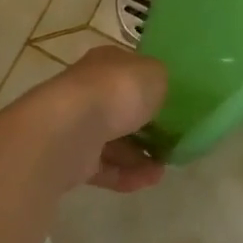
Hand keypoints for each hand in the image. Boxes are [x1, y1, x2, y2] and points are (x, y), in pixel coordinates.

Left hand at [8, 45, 168, 193]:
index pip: (131, 70)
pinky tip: (150, 180)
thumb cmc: (117, 91)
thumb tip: (160, 91)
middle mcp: (90, 89)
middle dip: (147, 125)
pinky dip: (127, 174)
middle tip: (172, 140)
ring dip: (140, 155)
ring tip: (165, 168)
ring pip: (114, 140)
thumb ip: (161, 82)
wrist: (69, 130)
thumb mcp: (155, 75)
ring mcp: (79, 124)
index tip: (173, 104)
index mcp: (107, 62)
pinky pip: (105, 167)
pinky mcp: (73, 158)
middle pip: (122, 107)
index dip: (152, 86)